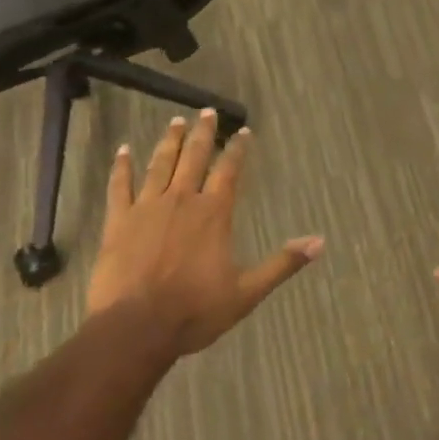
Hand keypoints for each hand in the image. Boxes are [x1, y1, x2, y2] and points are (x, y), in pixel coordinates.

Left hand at [86, 111, 322, 355]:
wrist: (136, 327)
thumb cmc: (194, 311)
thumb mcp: (246, 292)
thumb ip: (282, 264)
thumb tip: (319, 242)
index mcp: (213, 213)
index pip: (229, 170)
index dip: (237, 149)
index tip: (242, 131)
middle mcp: (182, 199)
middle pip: (193, 157)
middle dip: (202, 133)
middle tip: (206, 111)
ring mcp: (147, 207)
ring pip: (160, 164)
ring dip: (169, 141)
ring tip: (175, 121)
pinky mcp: (119, 220)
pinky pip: (120, 186)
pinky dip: (121, 166)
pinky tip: (123, 149)